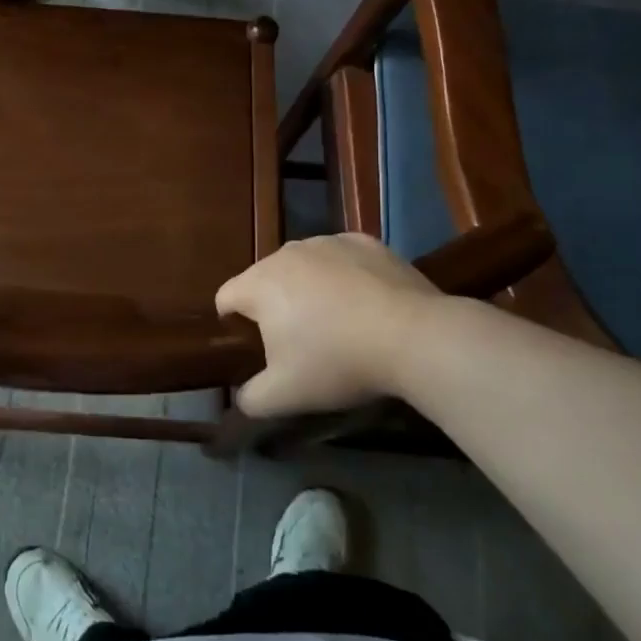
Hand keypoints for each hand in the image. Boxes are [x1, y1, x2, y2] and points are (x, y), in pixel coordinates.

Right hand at [215, 234, 439, 416]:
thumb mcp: (284, 396)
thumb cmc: (338, 362)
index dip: (232, 324)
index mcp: (259, 283)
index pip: (225, 297)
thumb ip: (250, 399)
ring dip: (307, 288)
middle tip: (299, 342)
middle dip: (273, 306)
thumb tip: (241, 397)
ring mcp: (327, 242)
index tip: (254, 348)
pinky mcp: (364, 242)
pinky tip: (365, 303)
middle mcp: (286, 253)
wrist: (414, 337)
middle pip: (265, 280)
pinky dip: (343, 276)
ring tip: (336, 322)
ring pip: (303, 266)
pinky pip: (340, 259)